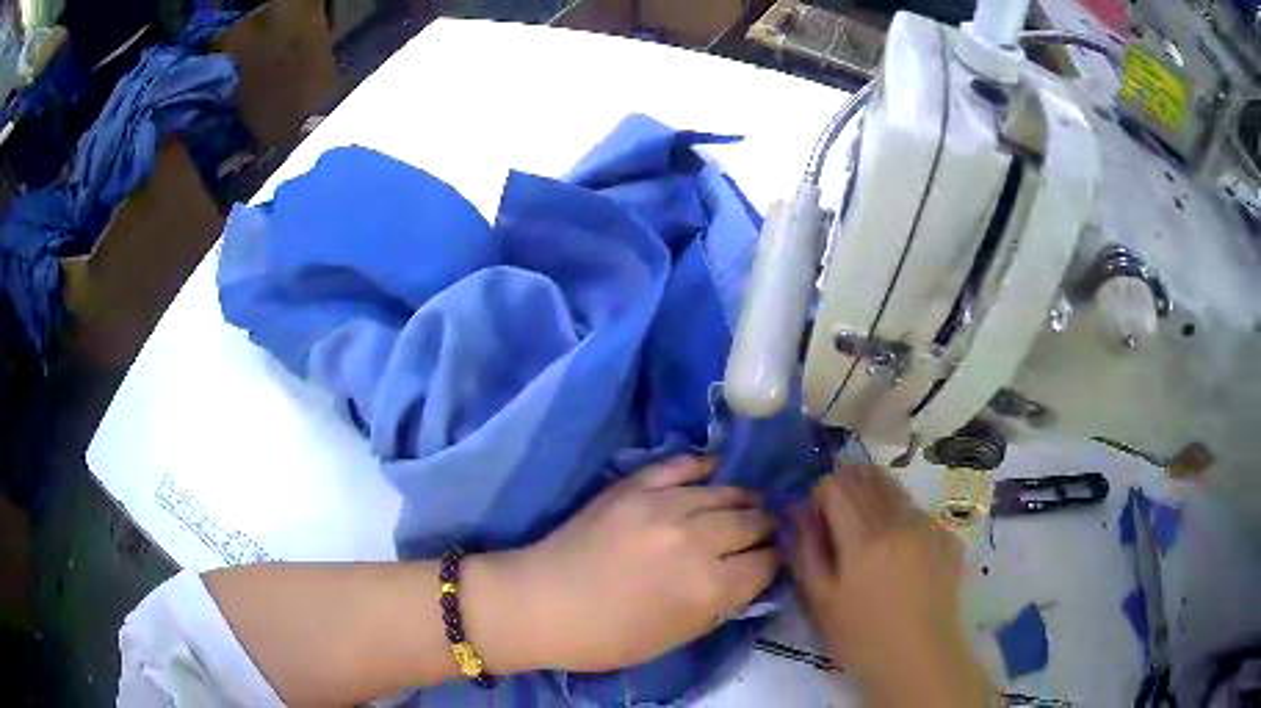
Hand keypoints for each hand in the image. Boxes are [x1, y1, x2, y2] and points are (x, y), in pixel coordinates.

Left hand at [474, 457, 778, 672]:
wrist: (542, 605)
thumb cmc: (608, 637)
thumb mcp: (677, 636)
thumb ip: (720, 605)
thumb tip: (749, 578)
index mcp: (710, 587)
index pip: (766, 563)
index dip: (774, 562)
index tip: (772, 561)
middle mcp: (698, 539)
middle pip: (753, 522)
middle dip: (765, 529)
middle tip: (765, 531)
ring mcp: (665, 505)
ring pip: (726, 492)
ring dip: (744, 499)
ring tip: (750, 503)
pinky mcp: (635, 486)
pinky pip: (682, 465)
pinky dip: (704, 466)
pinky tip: (716, 470)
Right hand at [790, 465, 989, 706]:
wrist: (919, 659)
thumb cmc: (861, 638)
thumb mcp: (820, 601)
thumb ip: (806, 550)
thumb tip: (798, 512)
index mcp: (865, 538)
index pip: (836, 484)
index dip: (819, 494)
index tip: (816, 520)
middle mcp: (901, 520)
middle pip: (869, 477)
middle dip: (847, 487)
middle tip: (839, 520)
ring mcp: (930, 526)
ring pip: (895, 489)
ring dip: (875, 498)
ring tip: (869, 537)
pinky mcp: (948, 536)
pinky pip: (917, 511)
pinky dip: (900, 518)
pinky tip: (899, 554)